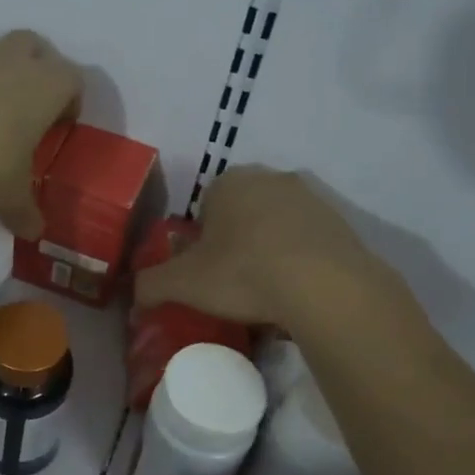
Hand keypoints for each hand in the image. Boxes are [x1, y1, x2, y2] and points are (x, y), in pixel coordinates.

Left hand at [0, 31, 81, 238]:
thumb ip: (25, 212)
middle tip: (30, 105)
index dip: (71, 100)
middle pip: (36, 47)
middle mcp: (13, 60)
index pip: (73, 79)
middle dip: (38, 69)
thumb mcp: (8, 197)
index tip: (62, 124)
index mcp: (46, 86)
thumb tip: (34, 232)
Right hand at [135, 166, 424, 333]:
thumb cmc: (244, 273)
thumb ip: (150, 285)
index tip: (204, 271)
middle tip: (231, 282)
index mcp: (229, 182)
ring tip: (266, 294)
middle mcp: (271, 178)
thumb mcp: (184, 283)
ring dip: (268, 252)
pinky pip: (308, 243)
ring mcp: (311, 198)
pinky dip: (299, 263)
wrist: (326, 287)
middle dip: (235, 243)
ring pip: (276, 227)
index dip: (200, 240)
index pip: (204, 206)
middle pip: (242, 213)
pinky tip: (296, 294)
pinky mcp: (341, 223)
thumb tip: (133, 295)